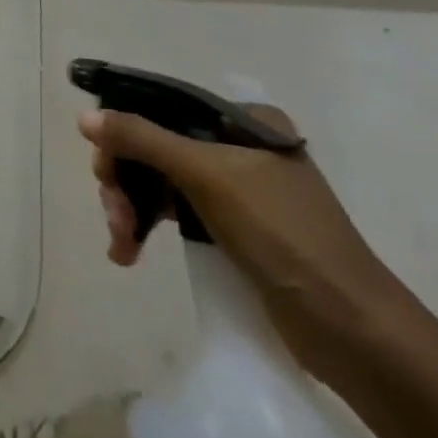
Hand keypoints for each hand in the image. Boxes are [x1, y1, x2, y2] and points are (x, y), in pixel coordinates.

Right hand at [78, 104, 408, 382]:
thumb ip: (143, 139)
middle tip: (112, 212)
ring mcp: (235, 191)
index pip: (162, 108)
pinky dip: (147, 228)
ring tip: (121, 243)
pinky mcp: (233, 230)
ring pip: (158, 182)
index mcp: (242, 121)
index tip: (102, 164)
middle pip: (154, 147)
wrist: (352, 329)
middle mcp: (237, 148)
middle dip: (124, 180)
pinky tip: (127, 252)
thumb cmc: (283, 234)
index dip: (124, 131)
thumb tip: (84, 117)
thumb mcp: (207, 176)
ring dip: (130, 208)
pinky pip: (173, 214)